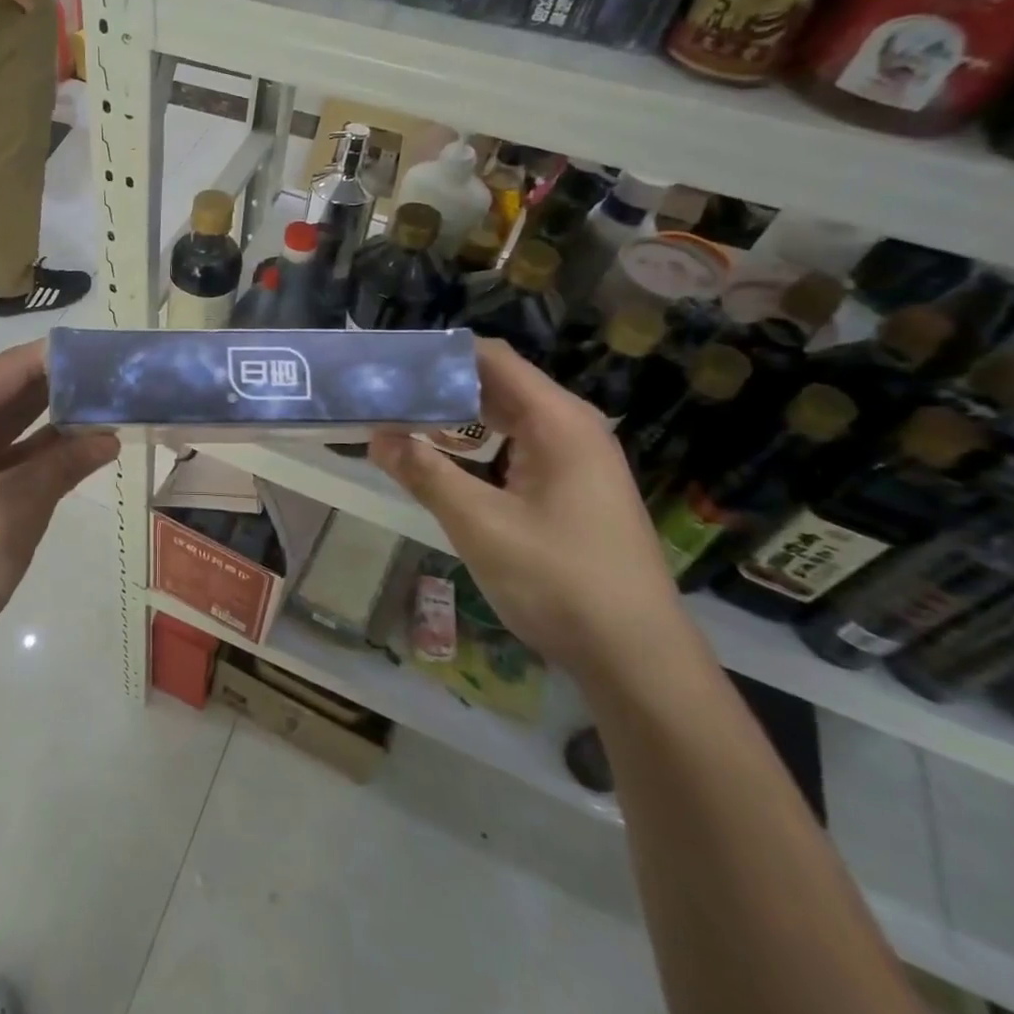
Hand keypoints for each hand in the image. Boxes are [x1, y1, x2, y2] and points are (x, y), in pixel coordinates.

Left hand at [0, 342, 118, 671]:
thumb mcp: (20, 507)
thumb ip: (65, 463)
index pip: (16, 366)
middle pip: (9, 389)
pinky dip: (30, 450)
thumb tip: (110, 435)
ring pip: (4, 420)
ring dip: (50, 420)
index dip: (65, 359)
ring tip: (107, 410)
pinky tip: (74, 449)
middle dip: (63, 388)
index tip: (112, 357)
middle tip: (119, 384)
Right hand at [370, 339, 686, 673]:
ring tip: (399, 421)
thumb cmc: (560, 582)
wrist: (637, 659)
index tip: (388, 364)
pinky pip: (516, 447)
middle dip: (439, 386)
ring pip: (505, 418)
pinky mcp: (572, 488)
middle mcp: (571, 427)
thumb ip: (425, 474)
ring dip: (455, 418)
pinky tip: (443, 461)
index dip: (438, 355)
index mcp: (558, 421)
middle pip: (497, 384)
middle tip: (382, 395)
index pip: (491, 358)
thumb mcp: (480, 526)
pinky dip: (476, 446)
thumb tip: (376, 437)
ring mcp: (576, 459)